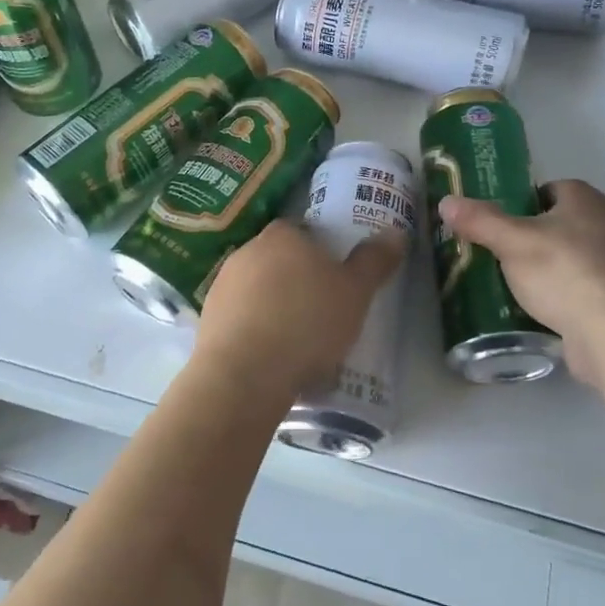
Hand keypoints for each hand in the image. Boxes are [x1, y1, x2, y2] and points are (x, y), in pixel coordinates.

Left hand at [192, 220, 407, 402]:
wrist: (244, 375)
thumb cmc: (307, 323)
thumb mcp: (355, 293)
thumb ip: (374, 261)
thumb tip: (396, 233)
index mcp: (283, 235)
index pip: (302, 230)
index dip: (320, 251)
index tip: (335, 277)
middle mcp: (247, 251)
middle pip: (278, 258)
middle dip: (297, 278)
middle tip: (322, 308)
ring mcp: (222, 285)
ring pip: (257, 289)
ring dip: (274, 305)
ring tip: (298, 338)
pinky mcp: (208, 319)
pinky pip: (240, 317)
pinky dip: (255, 329)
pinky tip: (272, 355)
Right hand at [437, 180, 604, 388]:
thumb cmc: (565, 274)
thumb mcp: (512, 243)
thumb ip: (479, 221)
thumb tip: (447, 202)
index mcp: (587, 199)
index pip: (546, 189)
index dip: (518, 204)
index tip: (495, 226)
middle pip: (558, 223)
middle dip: (529, 239)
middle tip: (496, 256)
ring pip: (570, 257)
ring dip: (545, 269)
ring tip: (511, 286)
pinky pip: (583, 287)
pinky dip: (563, 295)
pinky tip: (540, 311)